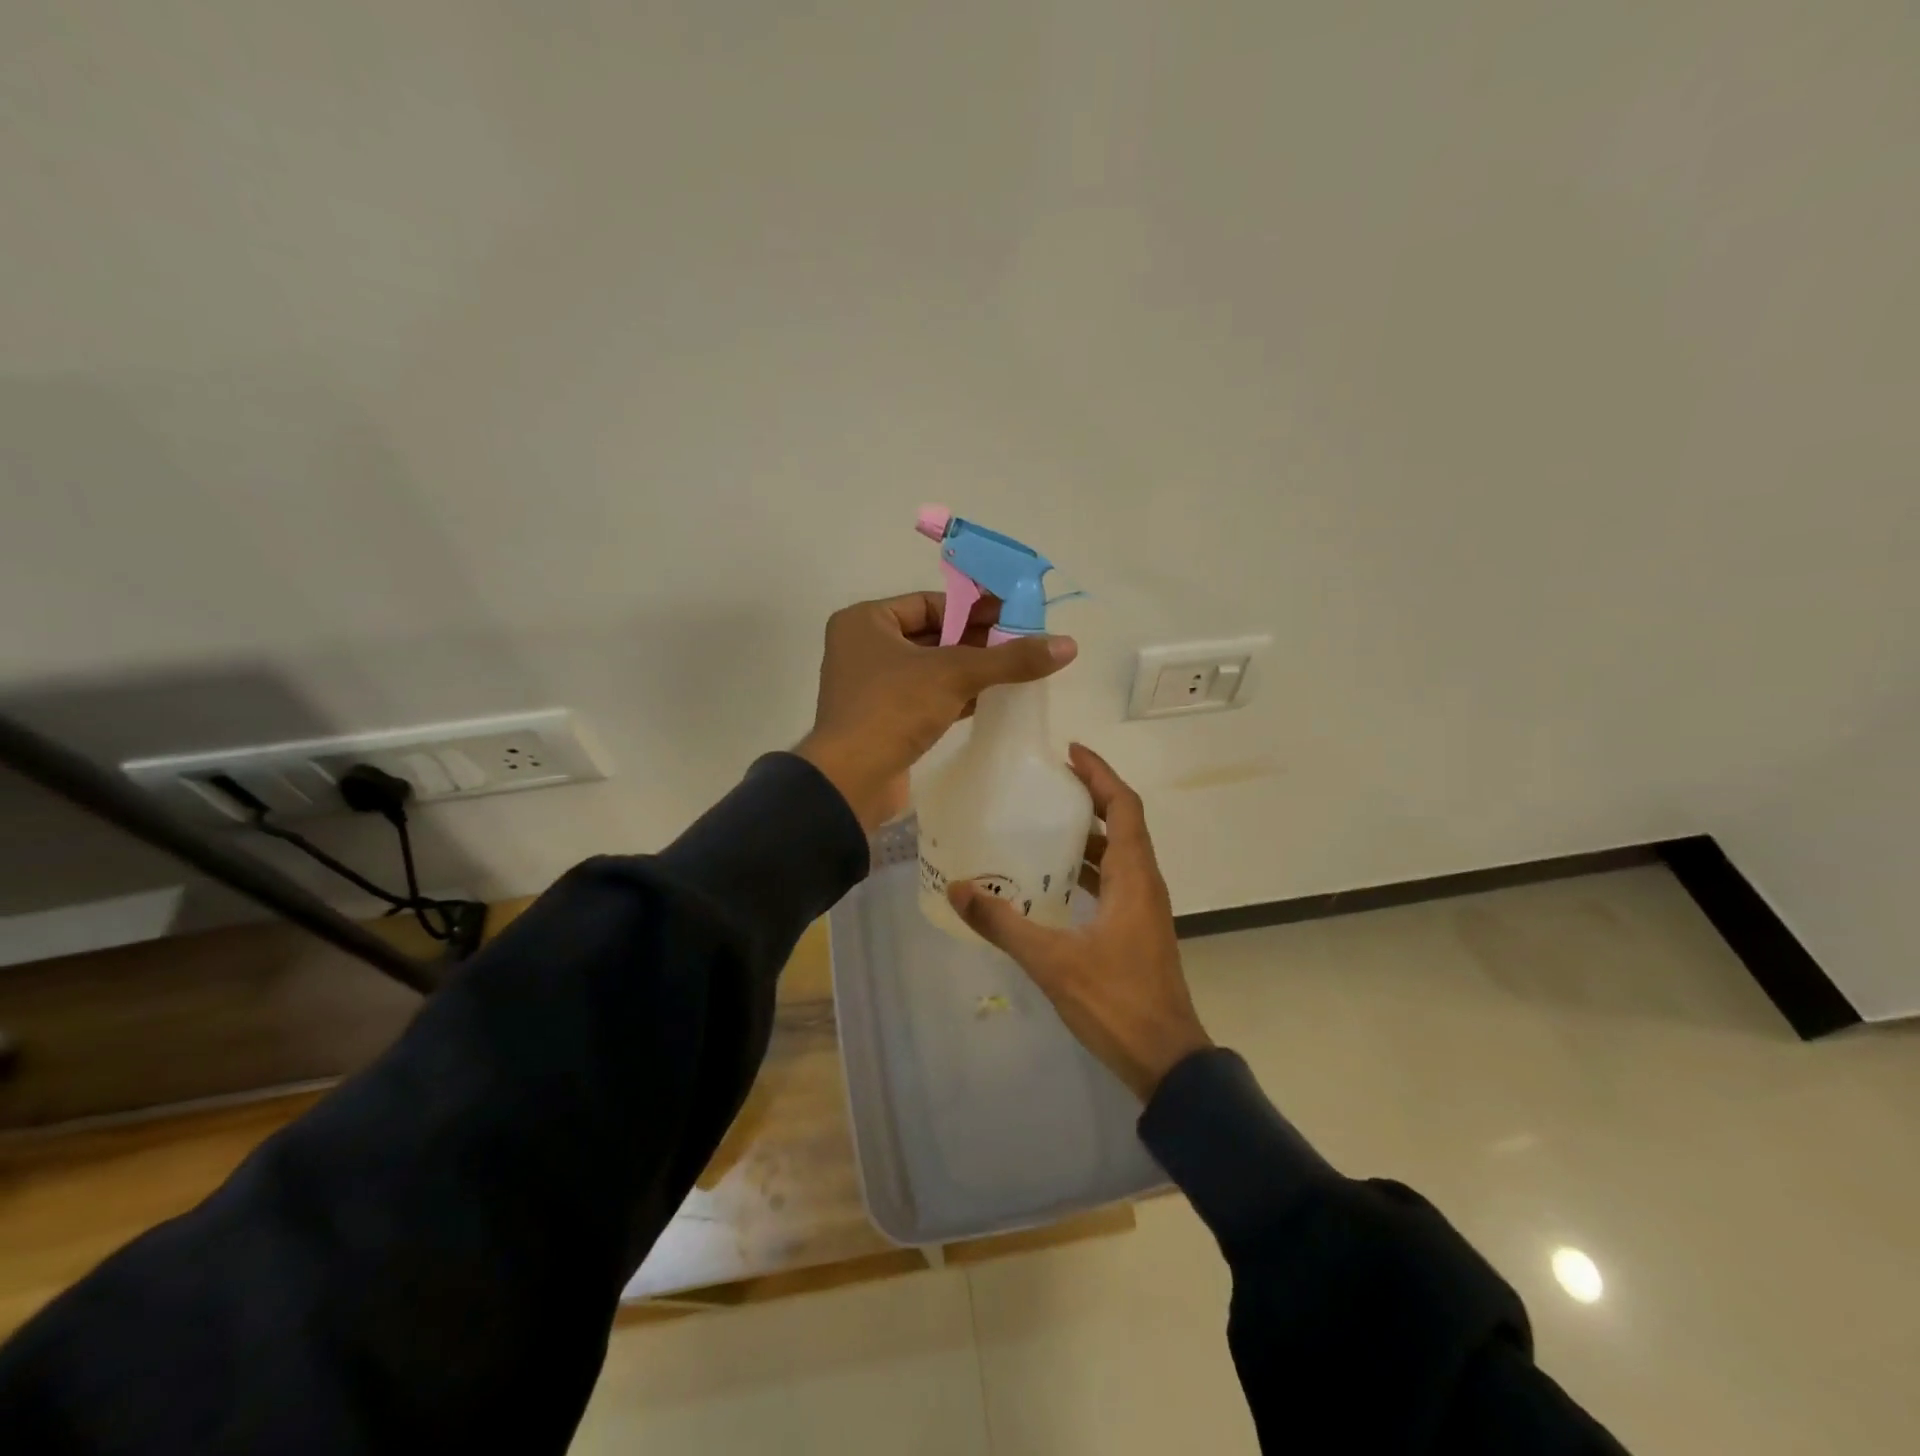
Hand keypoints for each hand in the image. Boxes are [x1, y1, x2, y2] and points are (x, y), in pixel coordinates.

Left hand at [795, 592, 1077, 831]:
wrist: (850, 781)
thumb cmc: (893, 709)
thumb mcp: (955, 675)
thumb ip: (1010, 659)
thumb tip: (1068, 644)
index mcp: (866, 621)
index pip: (930, 603)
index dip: (974, 608)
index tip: (1013, 615)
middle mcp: (863, 647)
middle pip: (932, 634)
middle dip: (976, 640)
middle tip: (1021, 642)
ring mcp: (871, 686)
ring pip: (930, 668)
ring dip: (969, 669)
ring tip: (1015, 669)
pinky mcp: (883, 719)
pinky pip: (925, 696)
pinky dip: (956, 695)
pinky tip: (992, 698)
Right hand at [947, 744, 1212, 1100]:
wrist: (1166, 1060)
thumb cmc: (1116, 1002)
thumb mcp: (1052, 961)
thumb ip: (1004, 924)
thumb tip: (959, 888)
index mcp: (1134, 877)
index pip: (1124, 806)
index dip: (1100, 773)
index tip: (1070, 751)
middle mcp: (1144, 883)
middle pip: (1123, 823)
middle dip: (1090, 796)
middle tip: (1048, 782)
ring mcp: (1143, 908)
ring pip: (1118, 853)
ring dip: (1088, 832)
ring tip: (1044, 820)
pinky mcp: (1137, 929)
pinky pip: (1113, 880)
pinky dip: (1087, 866)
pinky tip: (1053, 878)